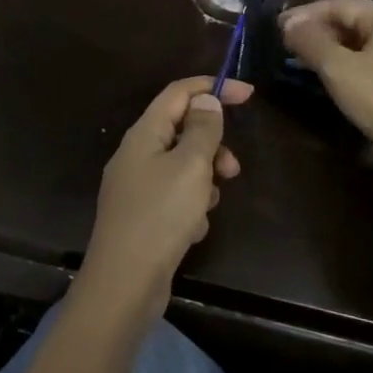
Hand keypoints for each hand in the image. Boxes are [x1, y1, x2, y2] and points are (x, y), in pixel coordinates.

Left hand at [80, 76, 251, 319]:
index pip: (179, 93)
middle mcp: (136, 154)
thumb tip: (205, 100)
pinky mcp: (142, 216)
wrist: (124, 284)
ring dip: (204, 179)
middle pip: (181, 130)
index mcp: (144, 134)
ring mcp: (136, 187)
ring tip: (211, 203)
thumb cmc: (160, 216)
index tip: (248, 95)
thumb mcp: (190, 166)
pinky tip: (193, 229)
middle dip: (212, 145)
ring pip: (181, 166)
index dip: (213, 88)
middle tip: (232, 168)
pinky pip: (174, 196)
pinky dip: (190, 206)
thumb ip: (202, 129)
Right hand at [280, 0, 372, 165]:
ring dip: (334, 48)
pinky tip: (336, 76)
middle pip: (354, 20)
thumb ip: (310, 41)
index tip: (279, 26)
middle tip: (289, 43)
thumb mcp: (337, 69)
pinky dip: (352, 62)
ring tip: (306, 59)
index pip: (340, 5)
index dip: (305, 14)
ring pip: (365, 42)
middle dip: (319, 30)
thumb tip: (289, 23)